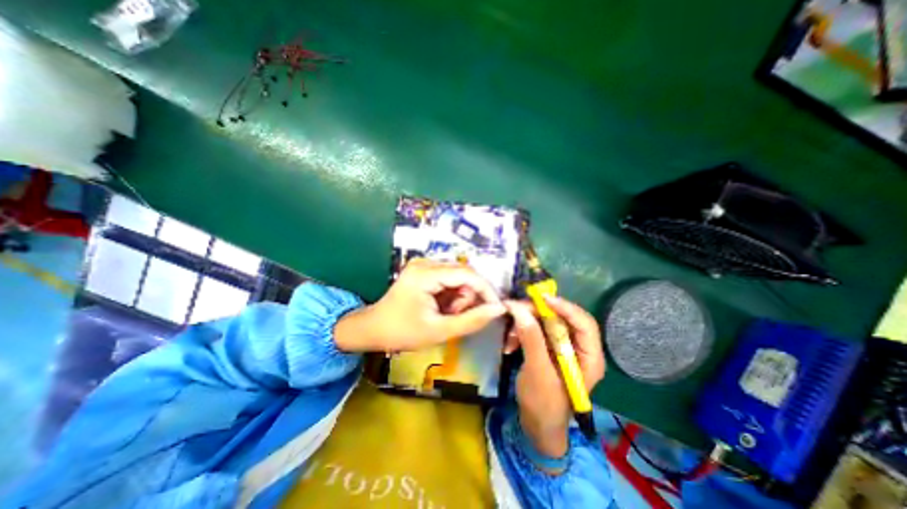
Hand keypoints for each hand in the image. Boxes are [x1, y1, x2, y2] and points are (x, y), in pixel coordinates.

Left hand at [332, 261, 505, 351]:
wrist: (373, 329)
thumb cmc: (402, 332)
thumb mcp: (439, 331)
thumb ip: (472, 320)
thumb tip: (498, 309)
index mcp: (425, 274)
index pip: (467, 274)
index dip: (486, 290)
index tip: (497, 308)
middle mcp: (425, 263)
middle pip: (463, 274)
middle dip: (468, 296)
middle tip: (458, 317)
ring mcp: (424, 265)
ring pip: (458, 277)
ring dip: (460, 297)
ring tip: (447, 314)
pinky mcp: (424, 271)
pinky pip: (449, 279)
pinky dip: (452, 295)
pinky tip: (442, 308)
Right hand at [508, 297, 603, 458]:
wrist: (536, 425)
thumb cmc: (544, 405)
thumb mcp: (538, 372)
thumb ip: (531, 339)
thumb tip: (520, 309)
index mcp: (589, 356)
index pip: (584, 323)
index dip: (565, 307)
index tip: (541, 299)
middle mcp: (578, 347)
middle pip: (561, 318)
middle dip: (536, 314)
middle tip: (514, 310)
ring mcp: (562, 346)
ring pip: (545, 322)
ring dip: (524, 324)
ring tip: (509, 336)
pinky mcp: (548, 347)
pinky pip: (535, 330)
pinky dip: (521, 332)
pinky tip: (509, 344)